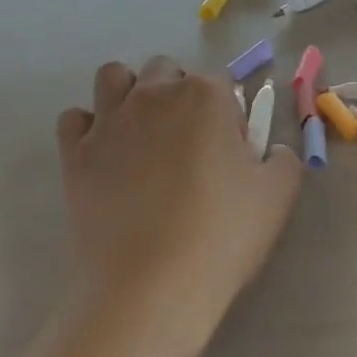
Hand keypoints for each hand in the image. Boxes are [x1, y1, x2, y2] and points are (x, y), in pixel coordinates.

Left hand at [56, 57, 302, 339]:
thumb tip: (271, 151)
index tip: (233, 153)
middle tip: (190, 145)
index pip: (221, 84)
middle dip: (180, 95)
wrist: (150, 285)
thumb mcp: (277, 196)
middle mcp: (153, 95)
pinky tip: (106, 155)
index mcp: (205, 96)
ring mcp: (108, 122)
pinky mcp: (74, 154)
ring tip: (145, 136)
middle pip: (166, 71)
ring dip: (131, 94)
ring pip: (114, 78)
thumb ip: (282, 160)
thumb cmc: (222, 235)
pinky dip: (89, 128)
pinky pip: (75, 119)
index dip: (230, 116)